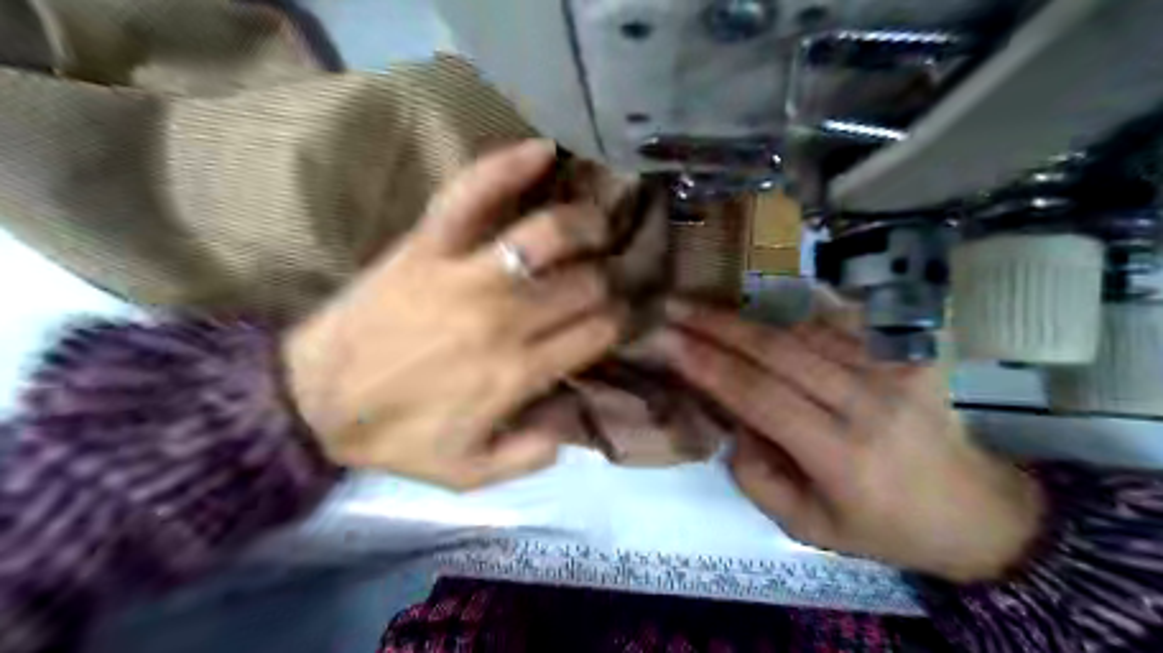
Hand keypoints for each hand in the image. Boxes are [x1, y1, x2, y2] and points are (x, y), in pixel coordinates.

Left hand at [283, 143, 627, 489]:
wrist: (311, 400)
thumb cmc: (396, 436)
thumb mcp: (469, 472)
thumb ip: (530, 455)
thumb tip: (574, 422)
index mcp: (518, 372)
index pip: (597, 331)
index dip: (617, 322)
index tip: (616, 319)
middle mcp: (505, 318)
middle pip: (585, 283)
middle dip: (607, 280)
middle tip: (605, 279)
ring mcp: (465, 274)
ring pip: (548, 234)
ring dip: (585, 224)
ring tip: (597, 224)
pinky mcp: (427, 244)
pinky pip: (472, 193)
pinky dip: (508, 165)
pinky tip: (543, 149)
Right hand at [652, 301, 1045, 581]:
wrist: (977, 510)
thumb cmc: (884, 527)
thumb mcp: (808, 528)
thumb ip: (757, 478)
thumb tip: (731, 423)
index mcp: (843, 455)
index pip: (760, 396)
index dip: (709, 365)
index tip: (668, 341)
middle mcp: (868, 403)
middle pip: (778, 351)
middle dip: (718, 325)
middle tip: (675, 306)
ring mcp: (894, 369)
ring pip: (803, 330)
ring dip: (749, 319)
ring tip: (707, 310)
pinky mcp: (909, 353)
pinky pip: (839, 324)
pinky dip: (793, 317)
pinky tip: (763, 315)